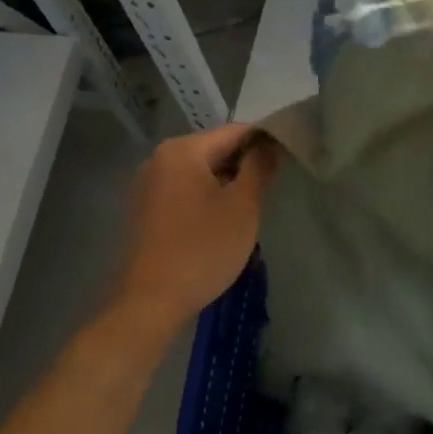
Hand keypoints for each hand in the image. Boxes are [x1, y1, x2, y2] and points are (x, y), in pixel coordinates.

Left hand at [110, 123, 277, 331]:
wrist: (149, 301)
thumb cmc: (202, 248)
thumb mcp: (242, 207)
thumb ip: (259, 168)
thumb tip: (270, 145)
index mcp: (182, 150)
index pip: (234, 132)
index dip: (265, 141)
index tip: (290, 156)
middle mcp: (158, 159)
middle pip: (213, 150)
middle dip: (244, 164)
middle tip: (275, 184)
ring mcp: (146, 186)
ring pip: (198, 173)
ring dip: (226, 183)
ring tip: (253, 203)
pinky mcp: (143, 211)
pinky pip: (182, 192)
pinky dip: (205, 198)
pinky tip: (222, 221)